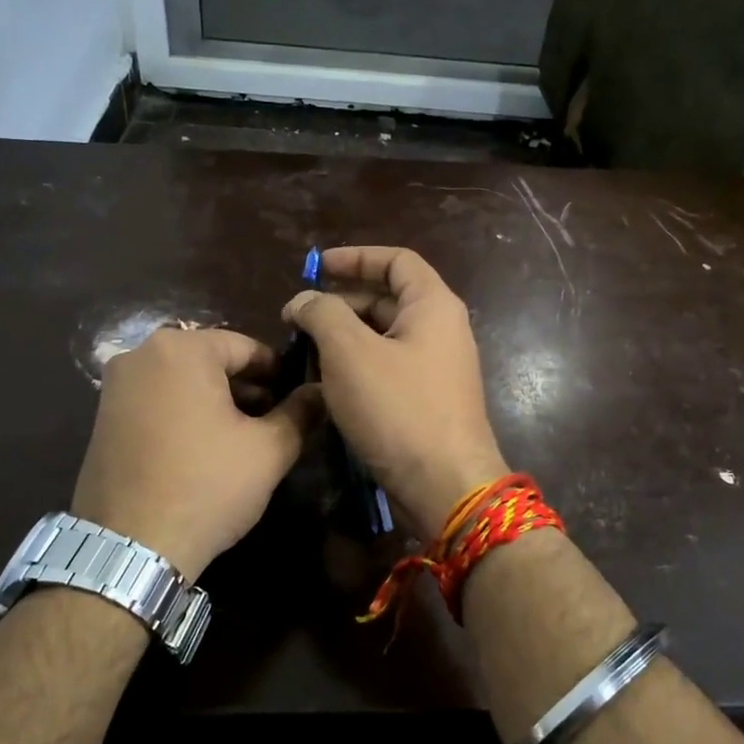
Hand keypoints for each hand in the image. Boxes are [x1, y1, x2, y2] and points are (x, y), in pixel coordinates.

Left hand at [70, 328, 319, 580]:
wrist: (130, 548)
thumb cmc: (207, 486)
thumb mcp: (269, 449)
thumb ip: (301, 411)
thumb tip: (322, 391)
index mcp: (182, 349)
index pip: (247, 347)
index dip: (279, 373)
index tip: (298, 400)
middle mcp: (141, 354)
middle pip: (212, 360)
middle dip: (247, 387)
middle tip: (275, 421)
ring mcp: (114, 386)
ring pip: (183, 381)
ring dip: (217, 401)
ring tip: (244, 438)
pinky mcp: (101, 418)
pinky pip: (156, 401)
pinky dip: (185, 414)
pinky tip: (204, 449)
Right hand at [283, 247, 507, 534]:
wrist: (445, 486)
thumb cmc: (399, 409)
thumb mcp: (350, 352)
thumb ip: (322, 314)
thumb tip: (303, 300)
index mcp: (433, 306)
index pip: (397, 260)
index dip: (355, 257)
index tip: (315, 267)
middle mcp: (441, 330)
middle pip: (388, 298)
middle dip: (341, 303)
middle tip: (298, 320)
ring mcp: (437, 368)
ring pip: (384, 337)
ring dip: (345, 337)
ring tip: (305, 351)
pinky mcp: (427, 401)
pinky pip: (388, 368)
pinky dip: (357, 366)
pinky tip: (327, 383)